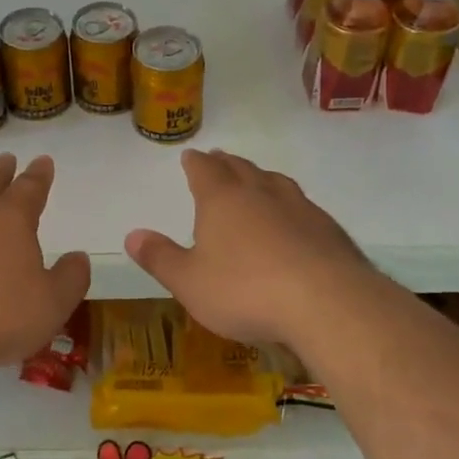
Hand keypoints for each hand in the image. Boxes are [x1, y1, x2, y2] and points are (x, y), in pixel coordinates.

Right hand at [124, 149, 384, 350]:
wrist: (327, 302)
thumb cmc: (245, 290)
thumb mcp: (190, 283)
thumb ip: (160, 258)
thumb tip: (131, 235)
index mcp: (222, 200)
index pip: (204, 170)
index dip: (195, 163)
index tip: (191, 156)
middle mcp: (260, 193)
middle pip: (240, 169)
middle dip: (226, 164)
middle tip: (219, 159)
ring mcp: (299, 207)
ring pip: (275, 181)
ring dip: (260, 177)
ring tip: (256, 178)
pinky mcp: (328, 229)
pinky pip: (302, 205)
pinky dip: (290, 204)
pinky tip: (294, 218)